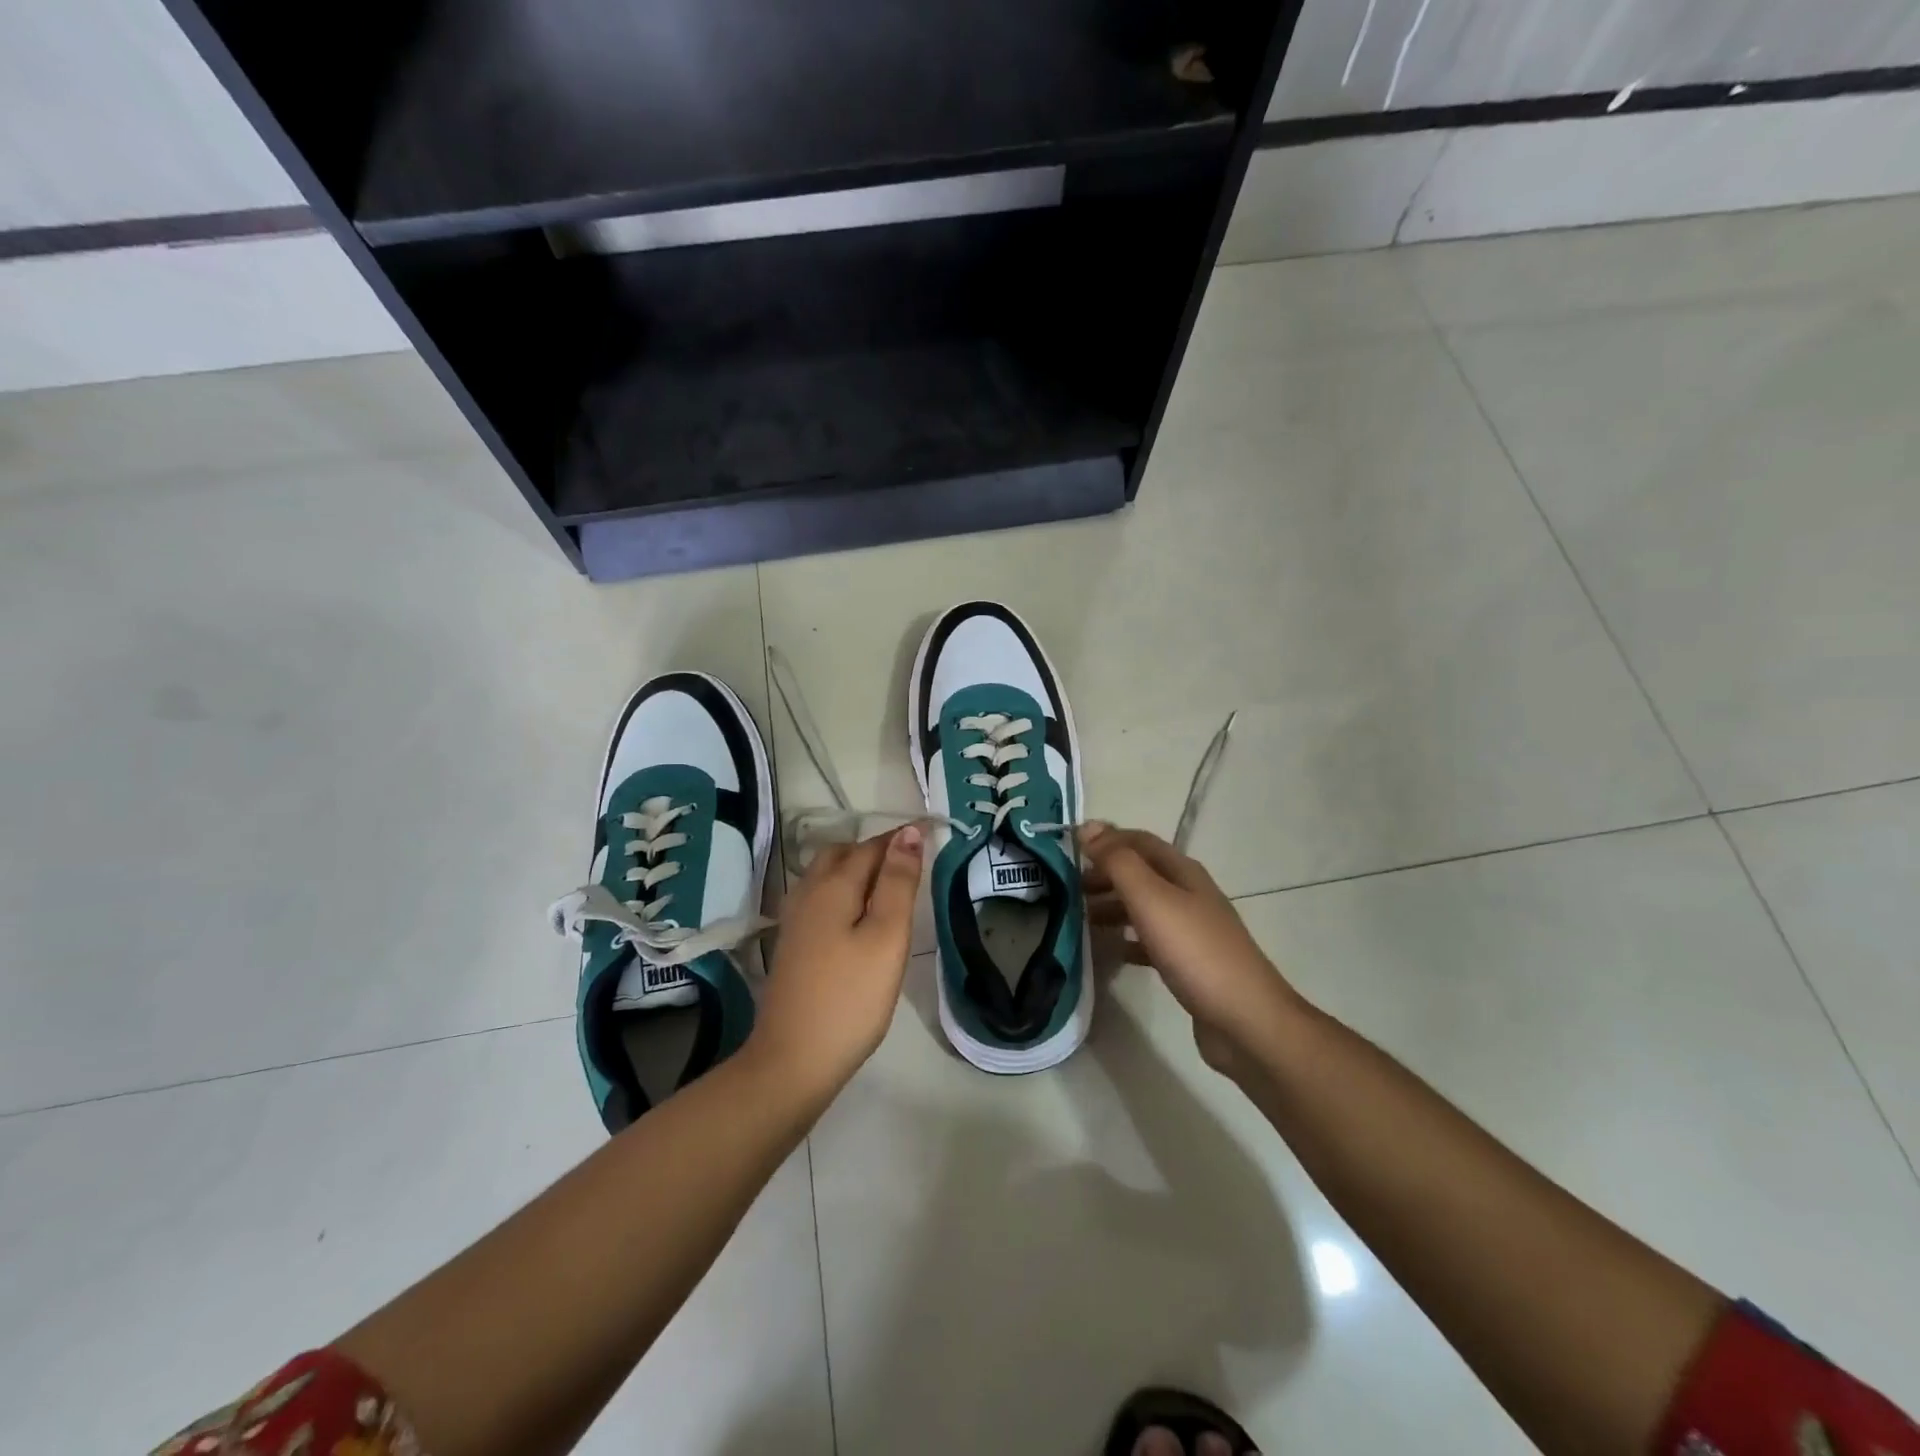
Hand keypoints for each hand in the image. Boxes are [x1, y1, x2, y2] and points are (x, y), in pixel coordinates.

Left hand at [749, 825, 923, 1102]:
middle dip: (876, 850)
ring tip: (890, 888)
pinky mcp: (792, 945)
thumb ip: (898, 882)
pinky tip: (858, 918)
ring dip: (858, 871)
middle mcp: (808, 893)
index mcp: (832, 886)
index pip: (871, 846)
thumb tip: (907, 833)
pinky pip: (821, 899)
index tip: (932, 834)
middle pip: (843, 854)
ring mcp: (795, 920)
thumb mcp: (887, 937)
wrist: (793, 1060)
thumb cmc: (850, 998)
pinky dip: (844, 893)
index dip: (901, 838)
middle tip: (911, 863)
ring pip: (827, 876)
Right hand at [1081, 823, 1302, 1076]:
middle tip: (1067, 887)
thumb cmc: (1195, 951)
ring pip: (1143, 906)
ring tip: (1079, 917)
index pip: (1139, 841)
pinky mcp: (1189, 962)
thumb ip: (1118, 862)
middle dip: (1104, 874)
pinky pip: (1149, 940)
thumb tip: (1088, 827)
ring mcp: (1191, 929)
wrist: (1244, 1019)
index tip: (1067, 849)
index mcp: (1183, 872)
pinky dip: (1126, 939)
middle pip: (1141, 873)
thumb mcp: (1151, 898)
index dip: (1105, 839)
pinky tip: (1108, 951)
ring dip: (1112, 905)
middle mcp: (1189, 893)